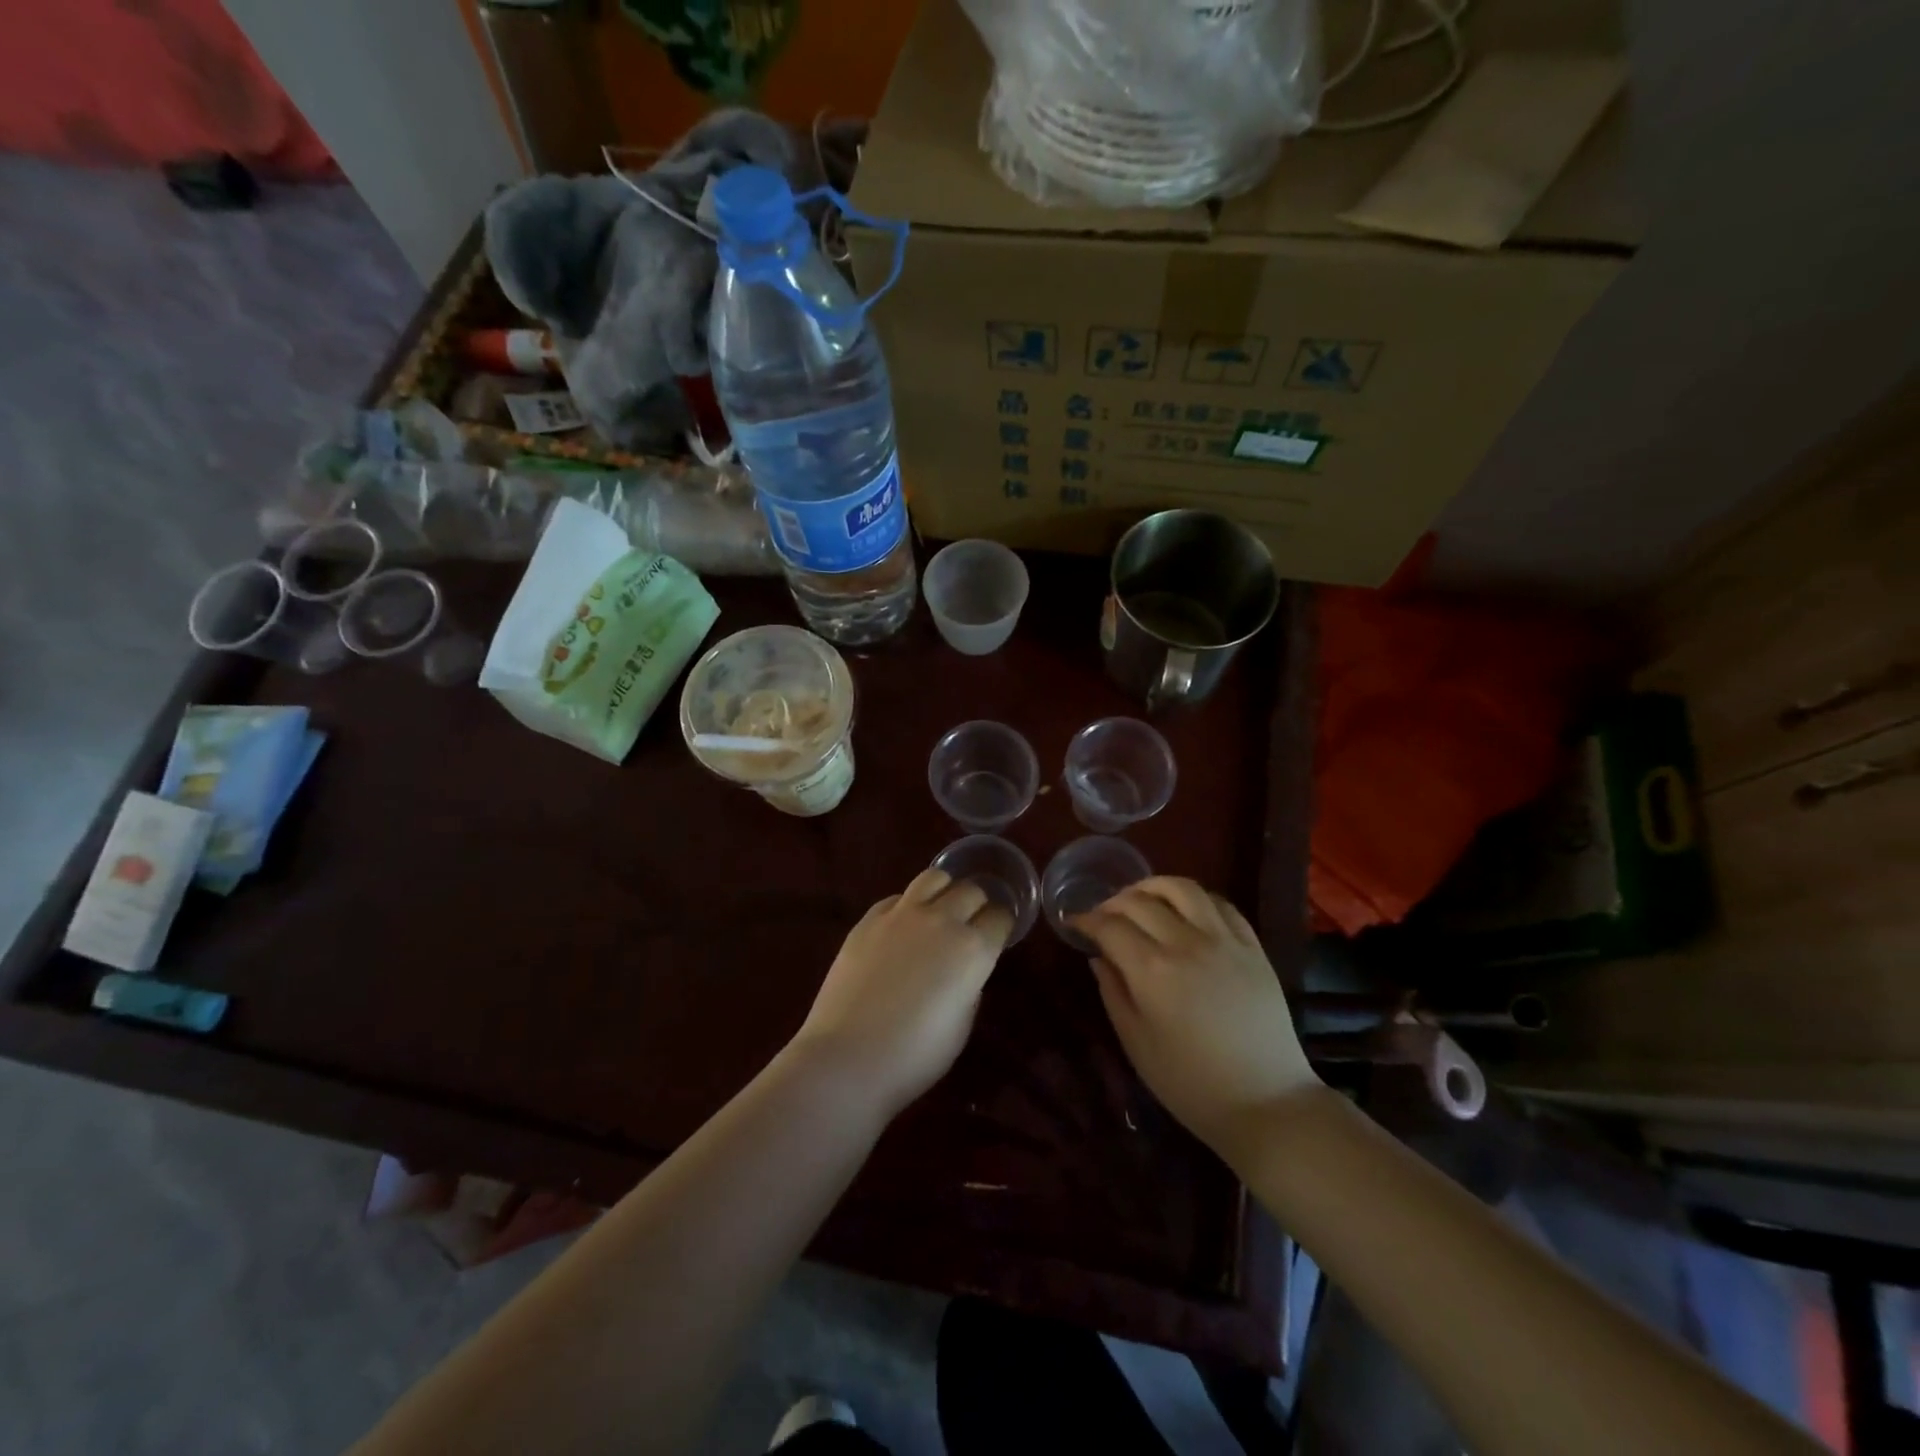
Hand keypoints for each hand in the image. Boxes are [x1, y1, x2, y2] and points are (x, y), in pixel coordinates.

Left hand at [790, 869, 1013, 1116]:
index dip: (1001, 926)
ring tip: (939, 910)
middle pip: (971, 891)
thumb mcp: (961, 1027)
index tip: (997, 936)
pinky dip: (907, 906)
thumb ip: (969, 988)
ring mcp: (902, 914)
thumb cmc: (914, 1056)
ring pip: (934, 878)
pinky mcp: (869, 918)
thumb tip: (964, 972)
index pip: (1000, 918)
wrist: (848, 1057)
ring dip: (944, 891)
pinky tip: (902, 927)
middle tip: (970, 924)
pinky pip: (897, 898)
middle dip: (977, 904)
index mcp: (973, 949)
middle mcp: (942, 920)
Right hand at [1074, 877, 1319, 1155]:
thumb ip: (1113, 992)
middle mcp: (1186, 942)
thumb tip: (1098, 957)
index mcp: (1152, 970)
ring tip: (1141, 899)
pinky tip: (1185, 911)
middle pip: (1140, 901)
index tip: (1075, 923)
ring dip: (1153, 886)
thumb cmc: (1190, 1083)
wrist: (1266, 1103)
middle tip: (1103, 916)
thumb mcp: (1137, 1043)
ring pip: (1183, 888)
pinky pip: (1221, 904)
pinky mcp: (1252, 946)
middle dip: (1113, 902)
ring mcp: (1224, 940)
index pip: (1109, 926)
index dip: (1086, 920)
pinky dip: (1195, 899)